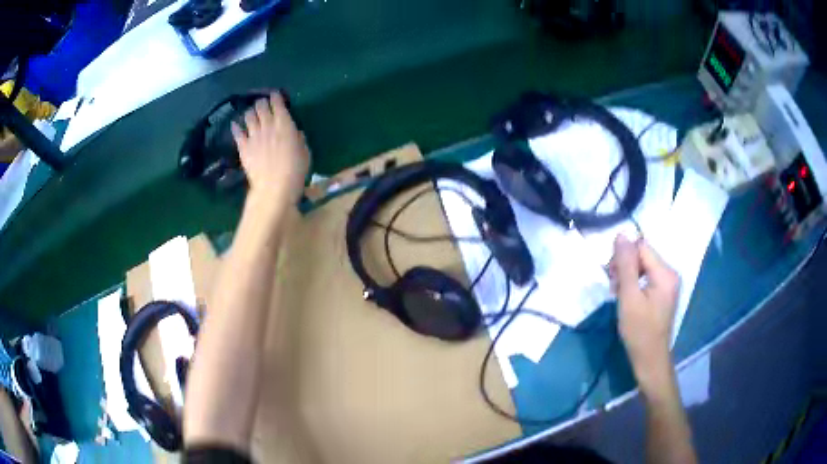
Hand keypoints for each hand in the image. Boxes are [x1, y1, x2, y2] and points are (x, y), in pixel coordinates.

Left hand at [231, 92, 308, 204]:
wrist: (274, 189)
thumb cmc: (295, 172)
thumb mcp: (305, 153)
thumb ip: (299, 139)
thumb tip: (295, 133)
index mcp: (285, 125)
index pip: (278, 104)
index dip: (276, 97)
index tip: (275, 95)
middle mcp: (267, 126)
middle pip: (261, 107)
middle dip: (262, 103)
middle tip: (263, 104)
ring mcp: (253, 136)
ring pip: (249, 116)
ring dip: (250, 112)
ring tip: (251, 114)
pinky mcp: (243, 147)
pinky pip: (237, 132)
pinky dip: (236, 127)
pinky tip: (235, 124)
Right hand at [610, 235, 679, 390]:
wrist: (650, 359)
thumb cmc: (639, 331)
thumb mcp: (629, 297)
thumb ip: (625, 265)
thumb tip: (621, 235)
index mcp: (665, 273)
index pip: (641, 247)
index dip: (623, 257)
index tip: (611, 277)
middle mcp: (670, 273)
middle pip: (643, 255)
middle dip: (625, 267)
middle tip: (613, 287)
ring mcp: (668, 283)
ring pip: (643, 266)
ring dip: (628, 276)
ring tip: (618, 294)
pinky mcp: (664, 292)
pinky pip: (647, 277)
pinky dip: (635, 283)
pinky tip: (627, 297)